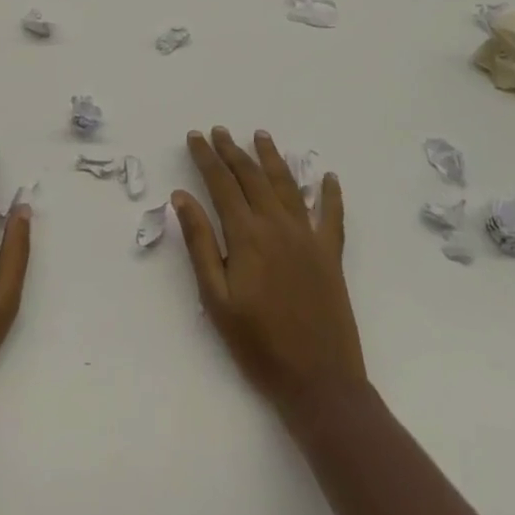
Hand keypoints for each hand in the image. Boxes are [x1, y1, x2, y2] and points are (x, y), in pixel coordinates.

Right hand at [174, 127, 365, 423]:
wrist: (319, 384)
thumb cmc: (259, 345)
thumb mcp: (216, 299)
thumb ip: (199, 243)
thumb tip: (182, 196)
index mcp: (247, 235)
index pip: (222, 184)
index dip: (206, 157)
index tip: (194, 136)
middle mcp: (277, 225)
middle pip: (252, 176)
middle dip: (232, 150)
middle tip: (219, 130)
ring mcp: (308, 237)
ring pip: (287, 184)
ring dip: (272, 157)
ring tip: (261, 135)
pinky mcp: (331, 254)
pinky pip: (332, 215)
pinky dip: (330, 194)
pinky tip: (328, 177)